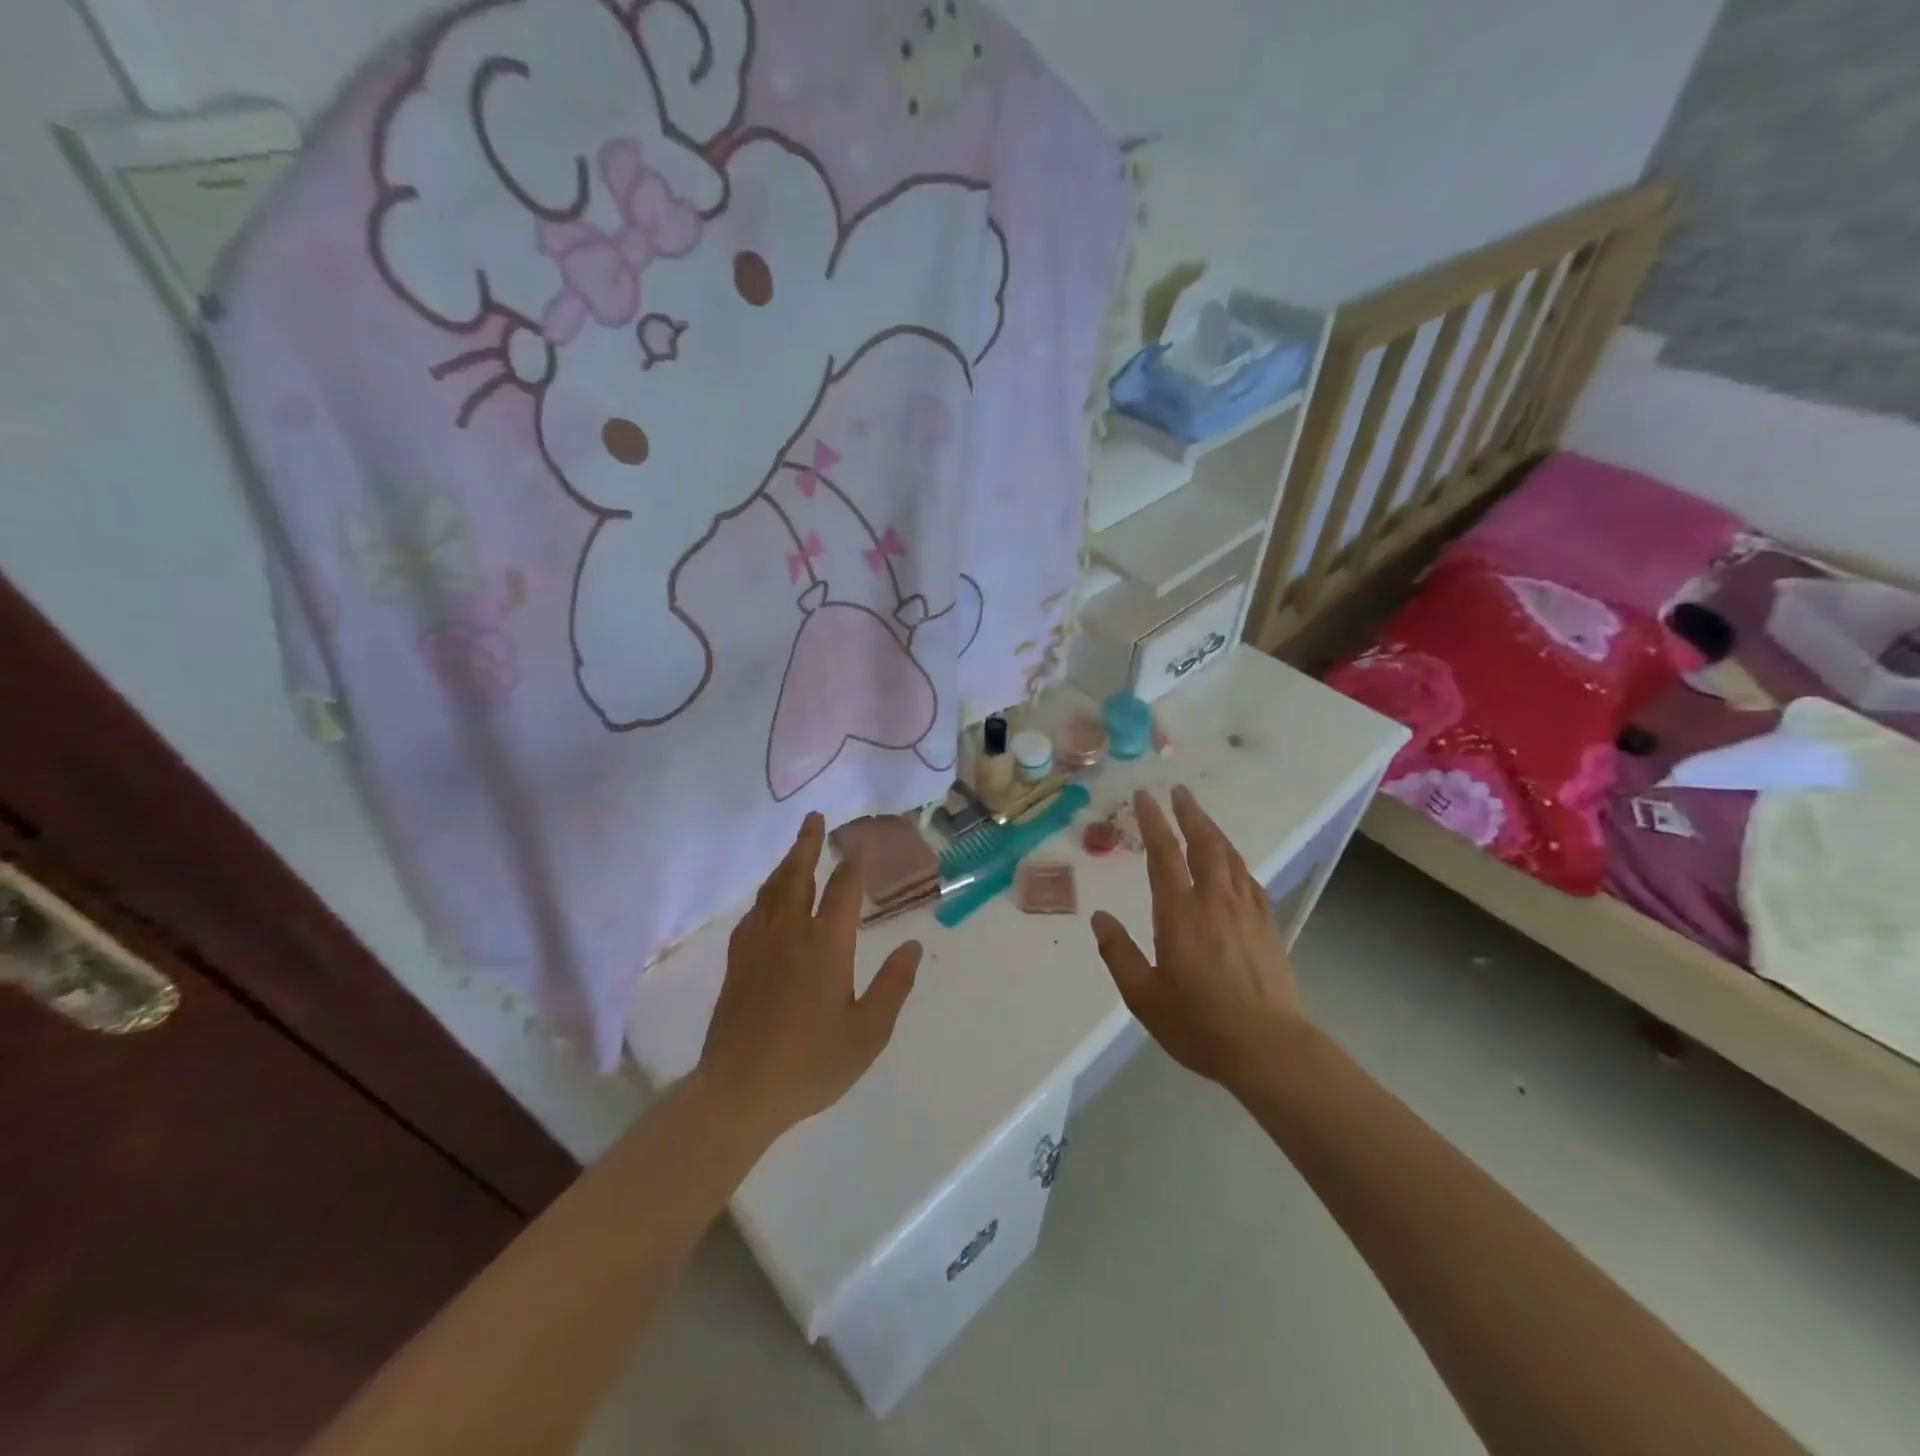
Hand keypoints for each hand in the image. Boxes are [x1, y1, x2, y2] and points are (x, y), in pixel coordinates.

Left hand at [698, 812, 920, 1136]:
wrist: (739, 1092)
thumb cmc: (811, 1064)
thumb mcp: (867, 1032)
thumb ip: (892, 986)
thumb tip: (912, 945)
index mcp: (825, 946)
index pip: (842, 891)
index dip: (854, 865)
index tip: (862, 844)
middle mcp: (789, 935)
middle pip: (797, 876)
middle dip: (808, 845)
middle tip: (814, 818)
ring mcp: (758, 947)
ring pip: (772, 891)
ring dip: (786, 864)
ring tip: (795, 849)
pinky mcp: (737, 964)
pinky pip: (753, 915)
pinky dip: (765, 896)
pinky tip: (767, 901)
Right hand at [1090, 786, 1303, 1089]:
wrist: (1268, 1047)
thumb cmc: (1198, 1023)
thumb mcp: (1143, 996)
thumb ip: (1118, 953)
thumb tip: (1100, 917)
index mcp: (1180, 913)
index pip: (1164, 854)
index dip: (1153, 822)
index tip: (1144, 797)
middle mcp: (1214, 901)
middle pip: (1204, 843)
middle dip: (1189, 813)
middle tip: (1179, 791)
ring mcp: (1246, 911)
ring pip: (1230, 856)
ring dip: (1213, 830)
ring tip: (1200, 816)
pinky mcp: (1267, 925)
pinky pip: (1249, 879)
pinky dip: (1235, 860)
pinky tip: (1232, 863)